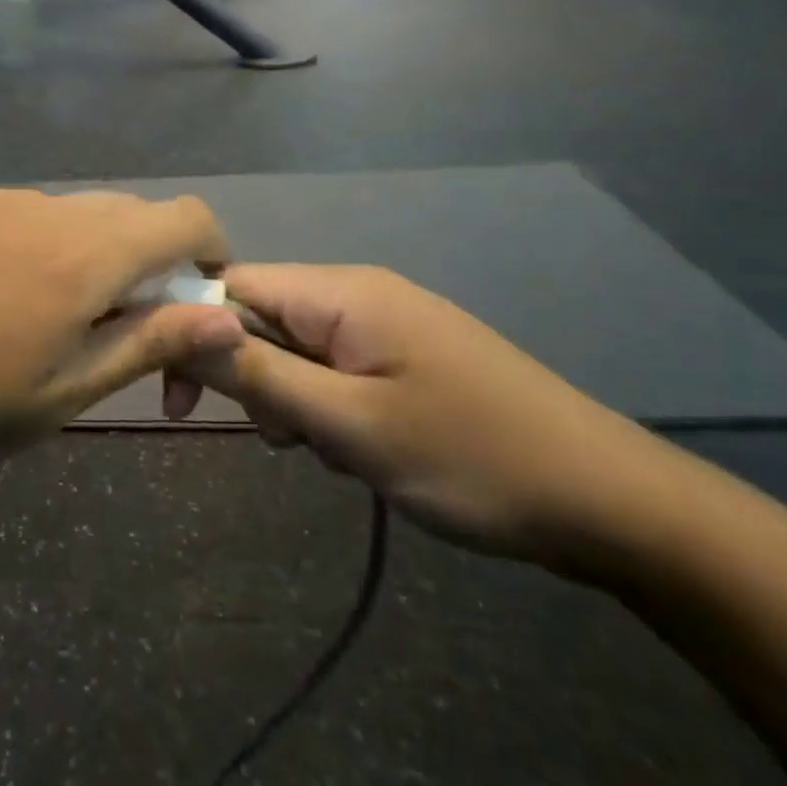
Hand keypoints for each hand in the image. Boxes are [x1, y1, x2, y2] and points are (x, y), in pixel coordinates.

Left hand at [0, 188, 243, 490]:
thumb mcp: (57, 398)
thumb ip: (147, 344)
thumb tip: (226, 315)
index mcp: (80, 258)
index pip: (183, 218)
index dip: (207, 252)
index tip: (190, 302)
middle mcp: (35, 207)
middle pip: (120, 213)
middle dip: (135, 263)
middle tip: (100, 330)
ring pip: (54, 213)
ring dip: (66, 254)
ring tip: (16, 319)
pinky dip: (6, 244)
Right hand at [166, 265, 678, 570]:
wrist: (610, 502)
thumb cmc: (470, 458)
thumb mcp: (349, 425)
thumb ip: (259, 375)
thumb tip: (180, 328)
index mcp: (341, 292)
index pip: (231, 284)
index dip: (191, 329)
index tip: (176, 397)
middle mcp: (357, 293)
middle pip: (261, 316)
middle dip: (248, 375)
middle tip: (278, 438)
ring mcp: (385, 324)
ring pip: (295, 348)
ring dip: (289, 399)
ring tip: (327, 452)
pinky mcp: (404, 356)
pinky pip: (333, 367)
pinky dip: (324, 406)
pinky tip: (355, 451)